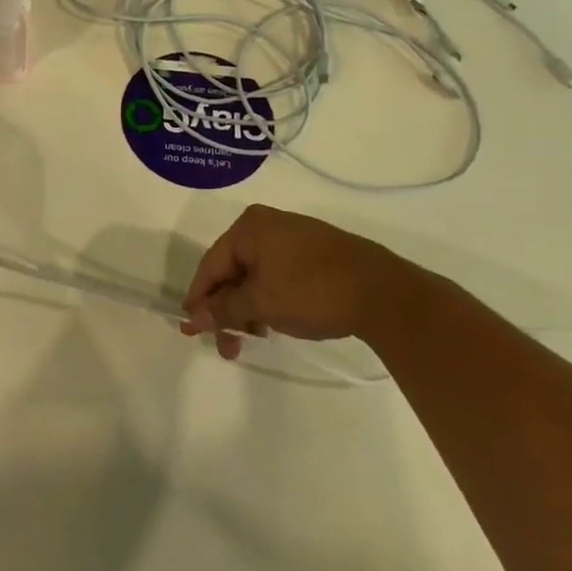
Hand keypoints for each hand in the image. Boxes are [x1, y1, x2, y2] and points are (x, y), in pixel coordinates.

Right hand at [180, 204, 396, 357]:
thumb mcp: (261, 303)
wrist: (381, 292)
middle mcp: (267, 224)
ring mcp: (293, 237)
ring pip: (256, 276)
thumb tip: (195, 316)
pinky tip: (273, 323)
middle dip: (226, 309)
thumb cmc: (311, 291)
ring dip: (247, 309)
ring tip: (252, 340)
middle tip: (226, 346)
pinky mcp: (314, 253)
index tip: (190, 330)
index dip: (199, 299)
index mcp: (249, 227)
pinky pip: (277, 275)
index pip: (211, 264)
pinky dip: (269, 300)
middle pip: (232, 270)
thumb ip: (224, 309)